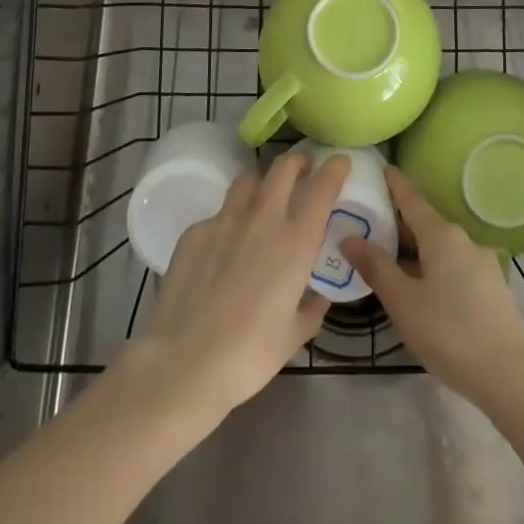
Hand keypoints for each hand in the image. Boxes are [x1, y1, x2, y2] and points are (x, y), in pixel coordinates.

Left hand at [126, 149, 349, 423]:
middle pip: (283, 168)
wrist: (184, 362)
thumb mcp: (293, 337)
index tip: (339, 161)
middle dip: (297, 160)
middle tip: (303, 167)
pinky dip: (228, 220)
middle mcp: (263, 219)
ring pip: (247, 180)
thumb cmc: (249, 355)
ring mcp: (225, 220)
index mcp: (295, 243)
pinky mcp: (194, 231)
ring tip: (263, 197)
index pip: (322, 188)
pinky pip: (218, 214)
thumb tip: (318, 295)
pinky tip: (223, 246)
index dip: (334, 169)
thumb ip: (311, 309)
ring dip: (261, 182)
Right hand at [342, 165, 523, 406]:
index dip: (395, 184)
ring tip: (392, 262)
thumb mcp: (403, 302)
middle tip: (371, 226)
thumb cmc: (449, 333)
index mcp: (442, 235)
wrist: (510, 377)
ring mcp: (483, 263)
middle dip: (400, 224)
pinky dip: (435, 267)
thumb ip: (376, 267)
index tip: (382, 167)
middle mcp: (464, 240)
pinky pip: (456, 265)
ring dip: (417, 250)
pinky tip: (424, 289)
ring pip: (441, 247)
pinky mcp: (493, 287)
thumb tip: (350, 237)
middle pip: (426, 223)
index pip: (412, 199)